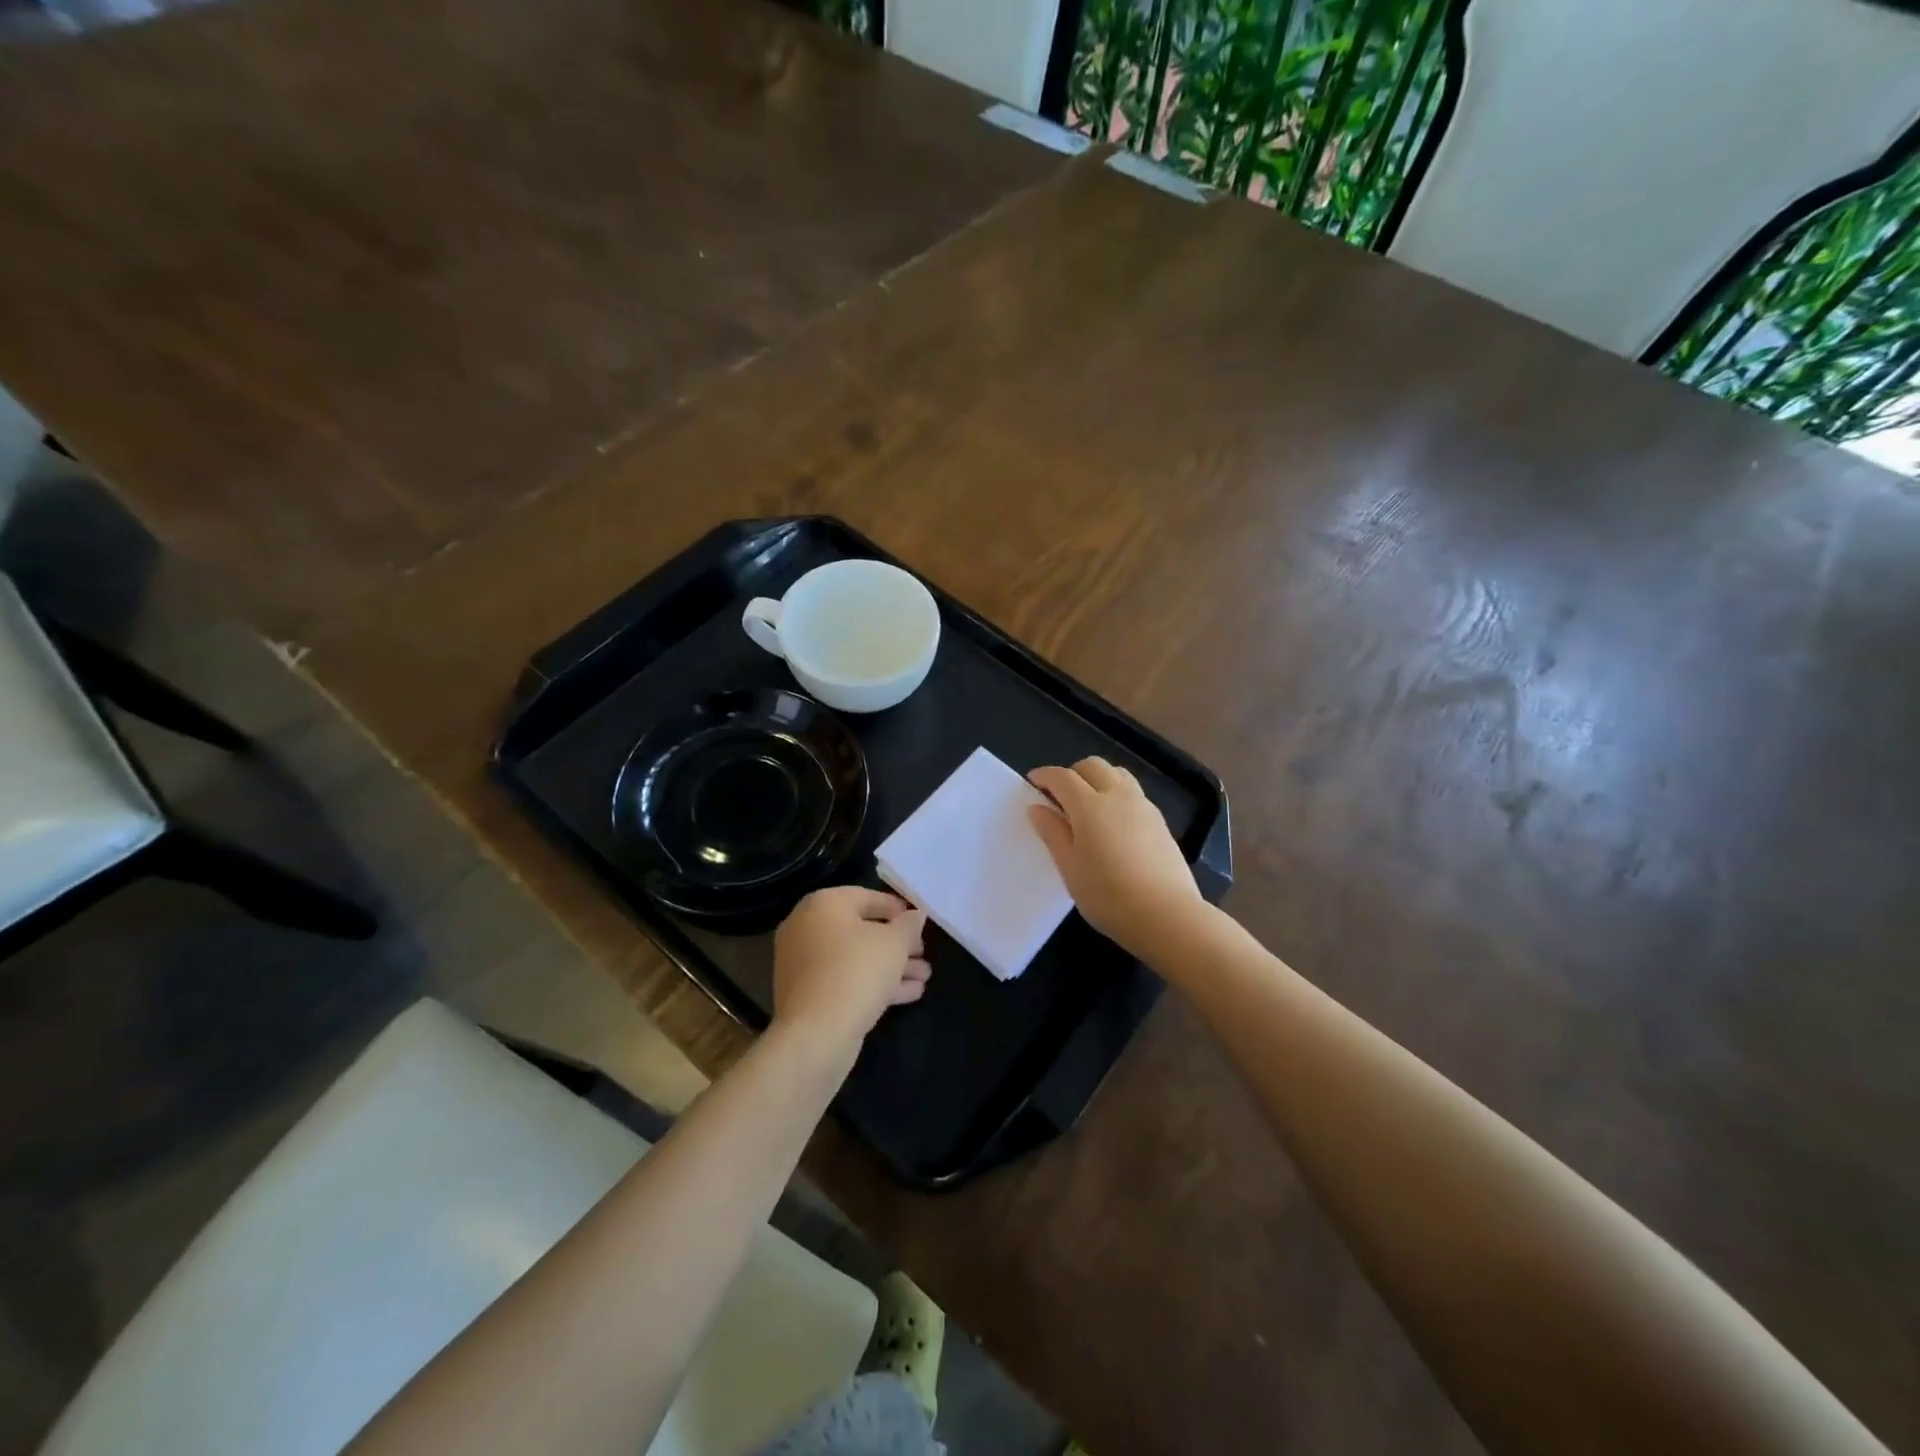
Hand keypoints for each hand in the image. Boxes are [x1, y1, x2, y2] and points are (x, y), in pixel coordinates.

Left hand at [772, 886, 929, 1050]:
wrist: (816, 1034)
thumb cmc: (857, 972)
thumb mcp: (894, 943)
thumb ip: (908, 925)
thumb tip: (915, 915)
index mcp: (823, 905)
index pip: (865, 896)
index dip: (896, 907)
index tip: (919, 920)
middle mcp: (807, 928)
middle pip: (861, 930)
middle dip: (897, 943)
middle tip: (923, 952)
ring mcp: (804, 964)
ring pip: (855, 958)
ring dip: (891, 966)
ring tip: (925, 976)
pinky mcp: (808, 995)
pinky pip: (846, 980)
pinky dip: (874, 983)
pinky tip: (911, 993)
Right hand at [1028, 757, 1206, 962]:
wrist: (1167, 915)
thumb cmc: (1108, 895)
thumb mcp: (1069, 867)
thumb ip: (1052, 833)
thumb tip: (1037, 808)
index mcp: (1089, 805)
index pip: (1062, 777)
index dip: (1045, 776)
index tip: (1033, 781)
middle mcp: (1118, 796)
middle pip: (1093, 766)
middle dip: (1073, 773)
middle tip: (1060, 796)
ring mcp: (1143, 807)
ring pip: (1118, 775)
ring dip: (1098, 779)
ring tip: (1088, 806)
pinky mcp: (1160, 822)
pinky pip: (1134, 793)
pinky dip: (1117, 795)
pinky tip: (1113, 824)